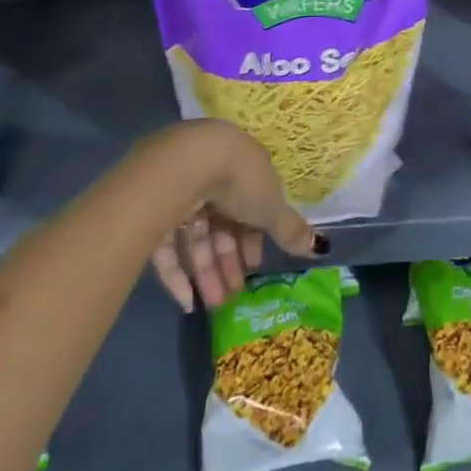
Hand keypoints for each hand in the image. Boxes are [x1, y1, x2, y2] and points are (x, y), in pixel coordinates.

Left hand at [140, 120, 321, 312]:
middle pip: (220, 225)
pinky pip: (167, 246)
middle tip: (233, 297)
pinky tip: (186, 302)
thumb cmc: (240, 180)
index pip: (247, 207)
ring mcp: (178, 192)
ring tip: (214, 306)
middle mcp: (209, 177)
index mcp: (240, 169)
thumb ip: (290, 229)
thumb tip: (319, 247)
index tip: (254, 266)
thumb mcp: (271, 206)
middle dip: (228, 262)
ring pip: (195, 238)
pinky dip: (177, 275)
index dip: (252, 238)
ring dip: (206, 273)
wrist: (187, 165)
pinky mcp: (151, 210)